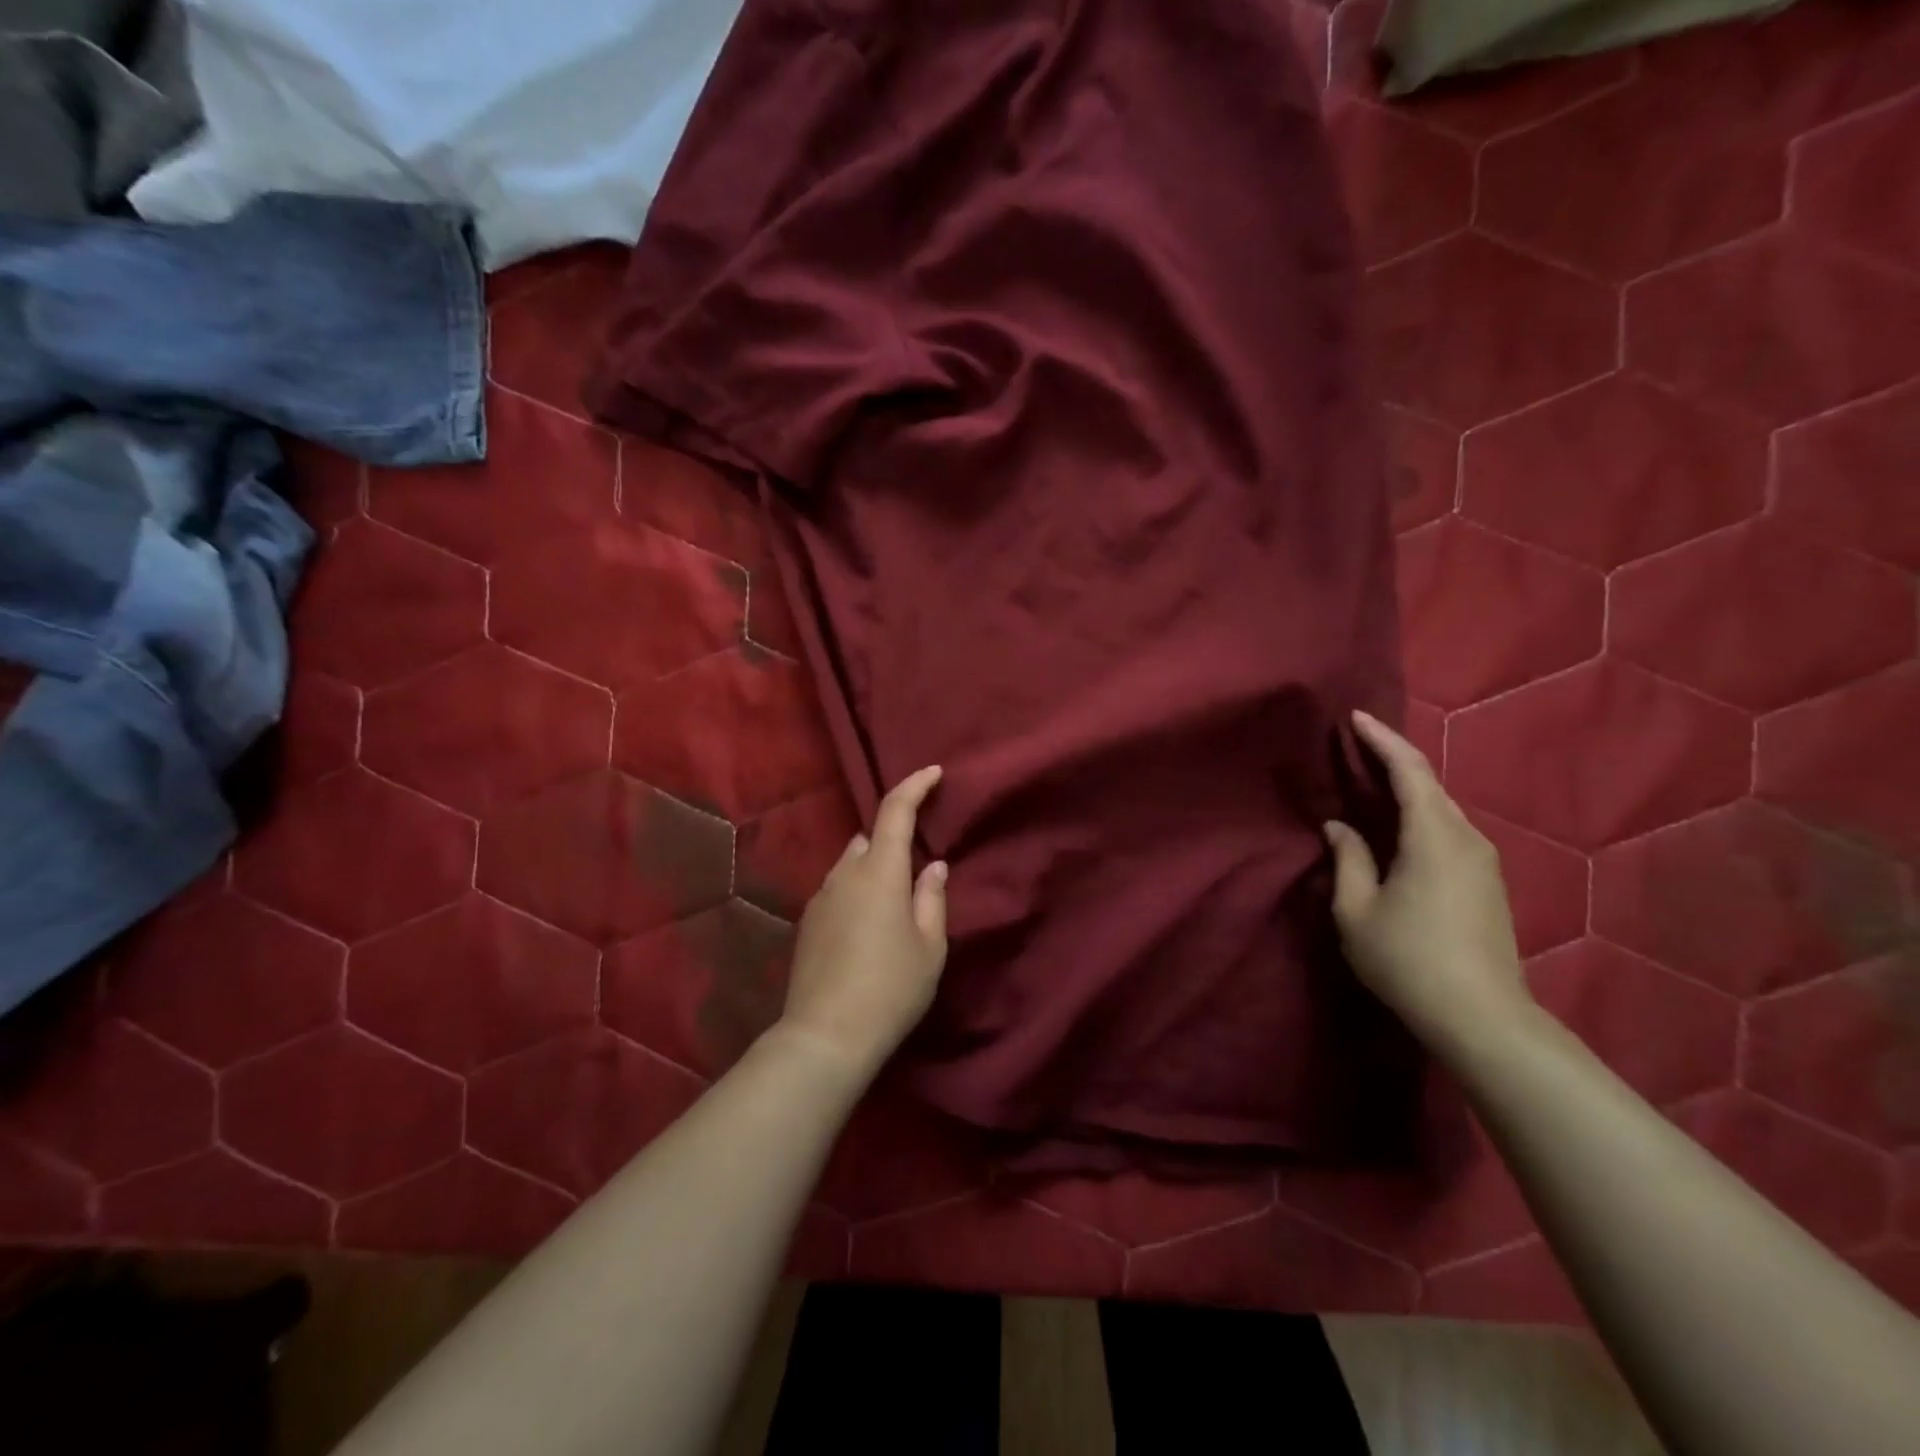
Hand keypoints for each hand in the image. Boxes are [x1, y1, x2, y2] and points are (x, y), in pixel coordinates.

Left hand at [778, 765, 949, 1083]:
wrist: (825, 1036)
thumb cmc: (891, 988)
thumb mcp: (929, 946)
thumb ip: (932, 898)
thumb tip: (933, 866)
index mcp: (880, 871)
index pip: (895, 810)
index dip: (914, 786)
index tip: (933, 773)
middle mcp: (845, 873)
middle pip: (869, 838)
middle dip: (893, 839)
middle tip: (917, 868)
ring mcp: (821, 897)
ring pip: (851, 864)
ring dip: (873, 868)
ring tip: (893, 903)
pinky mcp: (807, 922)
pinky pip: (838, 889)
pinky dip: (856, 891)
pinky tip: (868, 927)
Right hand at [1323, 711, 1533, 1055]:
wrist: (1483, 1018)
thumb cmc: (1408, 959)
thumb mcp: (1357, 910)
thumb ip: (1347, 860)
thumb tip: (1340, 827)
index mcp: (1434, 836)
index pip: (1409, 771)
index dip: (1381, 740)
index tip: (1355, 717)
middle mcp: (1466, 838)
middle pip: (1429, 785)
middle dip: (1393, 760)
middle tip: (1355, 748)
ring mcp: (1483, 861)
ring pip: (1441, 809)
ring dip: (1407, 790)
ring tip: (1370, 783)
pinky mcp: (1487, 883)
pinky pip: (1448, 831)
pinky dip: (1420, 816)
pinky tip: (1397, 828)